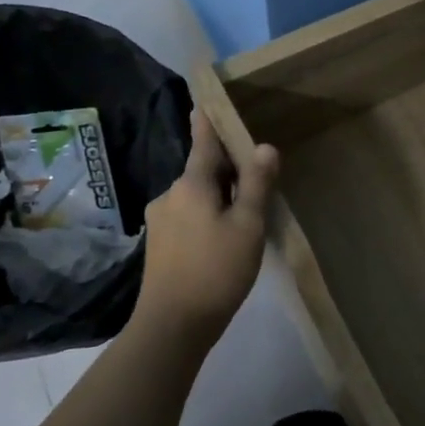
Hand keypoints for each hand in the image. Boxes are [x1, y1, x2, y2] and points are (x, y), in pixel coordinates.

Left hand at [133, 110, 277, 343]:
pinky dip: (207, 217)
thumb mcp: (247, 225)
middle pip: (202, 171)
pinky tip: (223, 238)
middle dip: (225, 169)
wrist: (173, 325)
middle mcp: (170, 195)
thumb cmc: (216, 269)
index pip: (203, 143)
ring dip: (218, 197)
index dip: (208, 122)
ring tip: (245, 212)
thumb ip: (256, 184)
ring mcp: (160, 221)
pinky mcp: (159, 246)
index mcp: (191, 184)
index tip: (205, 100)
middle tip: (256, 173)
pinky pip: (188, 217)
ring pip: (195, 197)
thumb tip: (264, 146)